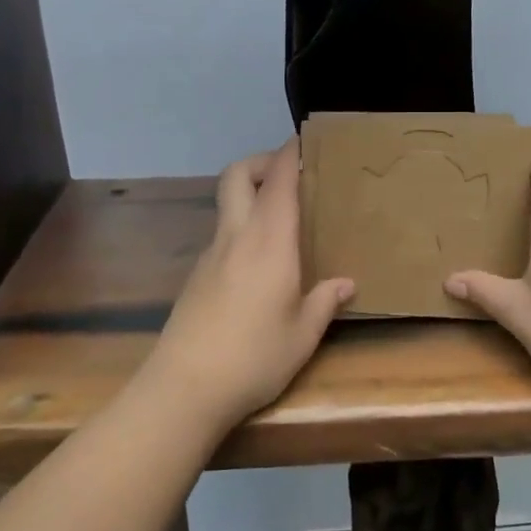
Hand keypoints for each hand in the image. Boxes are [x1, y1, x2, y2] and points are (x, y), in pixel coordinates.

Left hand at [143, 139, 353, 428]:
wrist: (184, 388)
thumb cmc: (254, 358)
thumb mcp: (303, 335)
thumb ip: (324, 302)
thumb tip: (346, 283)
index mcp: (269, 242)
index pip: (278, 181)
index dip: (289, 154)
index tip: (304, 141)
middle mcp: (237, 237)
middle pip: (237, 175)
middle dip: (260, 162)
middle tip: (288, 175)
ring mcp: (211, 255)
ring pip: (226, 203)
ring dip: (249, 194)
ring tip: (281, 220)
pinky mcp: (196, 276)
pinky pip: (222, 234)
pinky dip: (241, 228)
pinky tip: (258, 263)